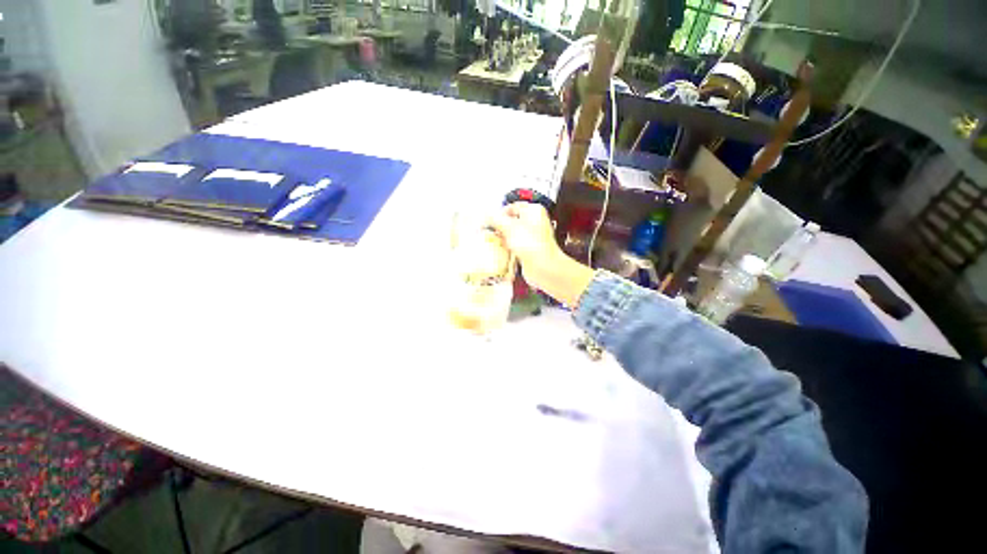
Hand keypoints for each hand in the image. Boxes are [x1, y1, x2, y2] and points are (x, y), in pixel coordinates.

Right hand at [490, 203, 594, 306]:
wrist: (543, 267)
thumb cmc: (532, 244)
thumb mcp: (509, 227)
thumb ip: (495, 219)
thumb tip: (486, 215)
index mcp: (533, 211)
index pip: (512, 207)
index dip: (498, 213)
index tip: (488, 220)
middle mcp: (534, 223)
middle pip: (511, 221)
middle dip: (499, 227)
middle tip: (488, 231)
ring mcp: (532, 238)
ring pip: (512, 235)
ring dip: (501, 239)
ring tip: (492, 242)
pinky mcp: (529, 250)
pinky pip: (514, 247)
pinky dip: (506, 248)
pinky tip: (500, 252)